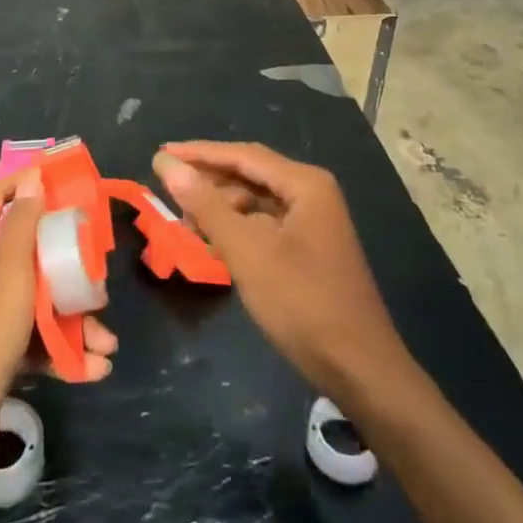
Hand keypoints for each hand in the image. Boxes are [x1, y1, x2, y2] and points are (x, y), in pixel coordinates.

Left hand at [0, 171, 116, 497]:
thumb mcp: (7, 273)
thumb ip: (24, 225)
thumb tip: (33, 179)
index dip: (28, 183)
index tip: (68, 185)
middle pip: (28, 251)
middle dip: (68, 264)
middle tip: (98, 277)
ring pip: (38, 300)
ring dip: (75, 319)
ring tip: (106, 342)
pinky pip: (36, 342)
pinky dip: (63, 352)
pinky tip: (92, 369)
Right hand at [154, 142, 407, 402]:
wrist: (361, 369)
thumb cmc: (303, 303)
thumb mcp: (248, 253)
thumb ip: (207, 206)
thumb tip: (168, 165)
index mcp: (305, 184)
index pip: (243, 155)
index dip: (199, 153)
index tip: (161, 153)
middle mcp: (311, 193)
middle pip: (250, 173)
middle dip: (208, 179)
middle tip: (165, 184)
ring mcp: (313, 221)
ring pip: (256, 201)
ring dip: (220, 206)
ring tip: (182, 218)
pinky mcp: (309, 247)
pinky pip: (264, 224)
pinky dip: (236, 228)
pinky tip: (211, 240)